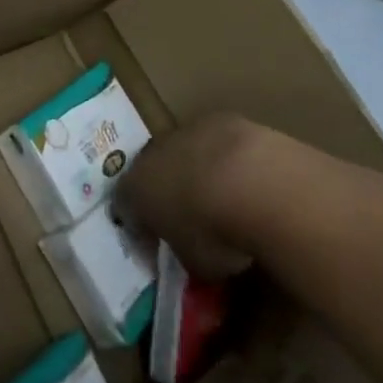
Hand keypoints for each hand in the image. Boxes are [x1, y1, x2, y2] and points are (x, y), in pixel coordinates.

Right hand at [117, 114, 272, 280]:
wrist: (255, 184)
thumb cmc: (215, 233)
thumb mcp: (194, 263)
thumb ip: (183, 250)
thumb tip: (187, 248)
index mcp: (136, 189)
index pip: (126, 205)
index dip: (141, 224)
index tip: (158, 241)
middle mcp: (153, 153)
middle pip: (154, 170)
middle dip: (168, 189)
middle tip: (190, 215)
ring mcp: (187, 131)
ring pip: (185, 151)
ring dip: (198, 169)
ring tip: (225, 197)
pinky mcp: (222, 119)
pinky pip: (218, 141)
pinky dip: (228, 158)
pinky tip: (249, 178)